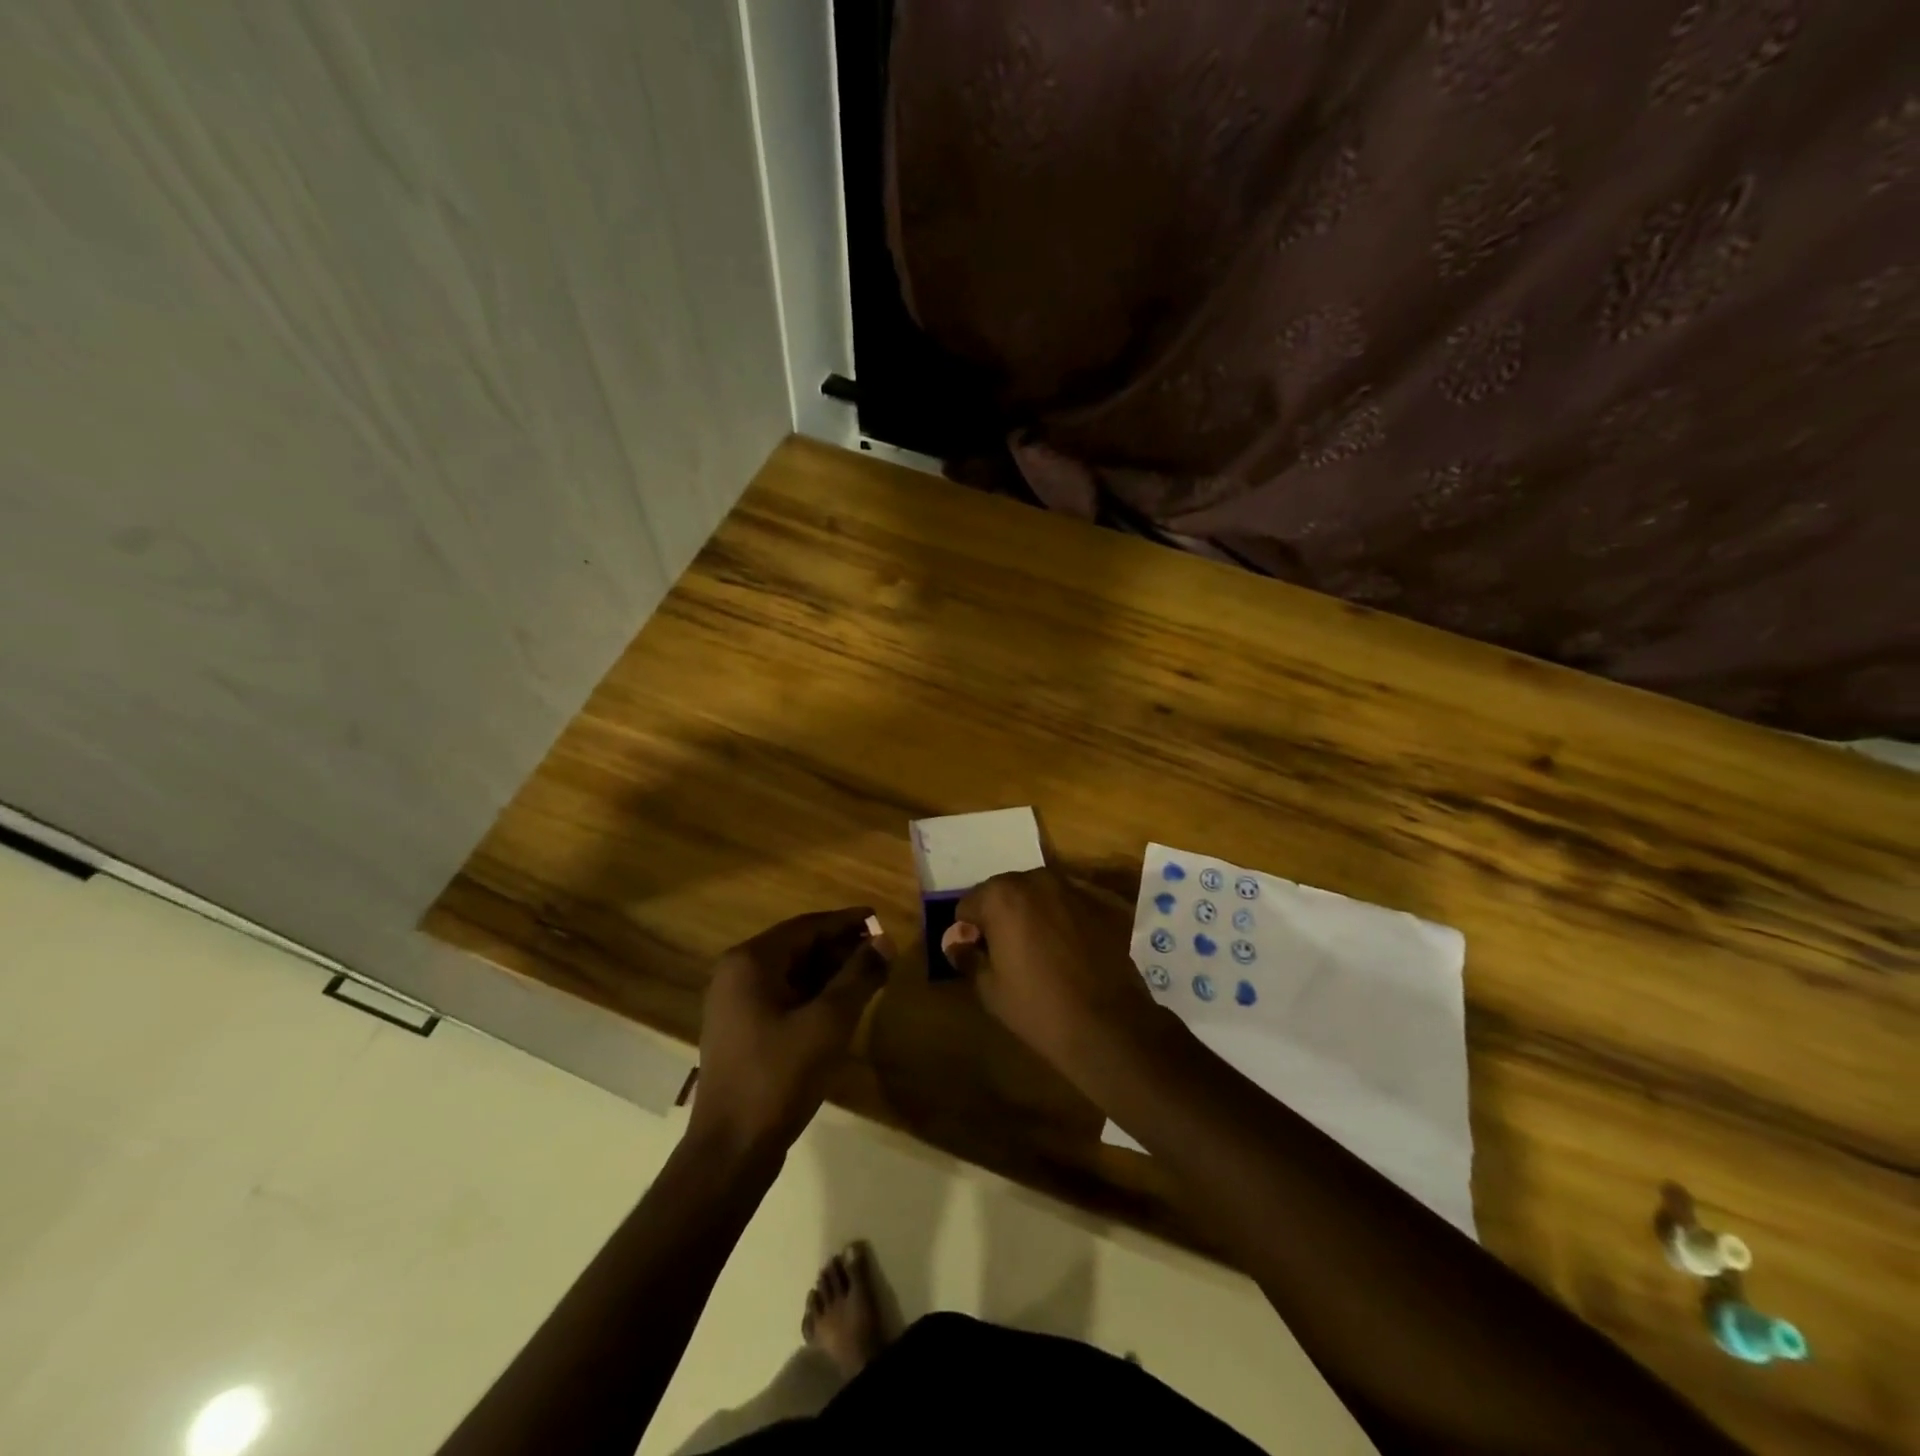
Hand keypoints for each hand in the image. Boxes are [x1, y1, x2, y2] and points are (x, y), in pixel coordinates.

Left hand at [690, 908, 888, 1156]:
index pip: (807, 926)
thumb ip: (859, 976)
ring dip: (830, 972)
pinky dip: (814, 994)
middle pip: (798, 946)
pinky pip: (783, 996)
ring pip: (792, 972)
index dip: (847, 922)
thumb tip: (885, 941)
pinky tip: (841, 1005)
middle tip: (881, 953)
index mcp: (751, 961)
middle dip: (841, 947)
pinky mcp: (741, 1029)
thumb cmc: (779, 1077)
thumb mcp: (829, 1022)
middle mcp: (737, 973)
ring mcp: (735, 1003)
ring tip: (869, 977)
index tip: (880, 919)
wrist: (731, 1149)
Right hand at [947, 869, 1162, 1085]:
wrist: (1109, 1025)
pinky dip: (1065, 917)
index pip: (969, 905)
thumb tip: (956, 942)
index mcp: (1002, 896)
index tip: (980, 956)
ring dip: (1034, 913)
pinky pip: (1071, 903)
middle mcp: (1037, 879)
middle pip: (1005, 892)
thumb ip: (968, 956)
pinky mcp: (1104, 901)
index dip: (969, 931)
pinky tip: (1072, 949)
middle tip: (1008, 953)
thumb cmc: (1039, 1008)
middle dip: (1001, 916)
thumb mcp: (990, 989)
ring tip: (1042, 950)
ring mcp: (1074, 887)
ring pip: (1040, 894)